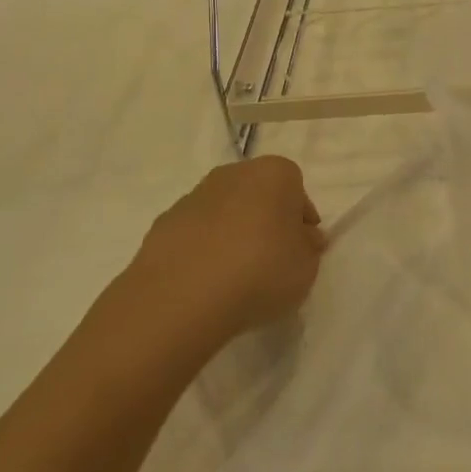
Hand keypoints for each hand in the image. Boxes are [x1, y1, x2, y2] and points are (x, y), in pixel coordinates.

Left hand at [115, 155, 325, 349]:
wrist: (181, 298)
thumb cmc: (260, 271)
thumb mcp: (306, 267)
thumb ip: (308, 247)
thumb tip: (303, 238)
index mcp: (274, 174)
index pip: (296, 188)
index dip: (300, 218)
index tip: (302, 246)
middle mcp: (233, 174)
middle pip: (258, 194)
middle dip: (266, 219)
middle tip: (272, 257)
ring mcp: (193, 196)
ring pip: (224, 211)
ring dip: (232, 233)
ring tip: (236, 275)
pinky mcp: (162, 223)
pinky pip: (195, 233)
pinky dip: (203, 249)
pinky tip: (206, 280)